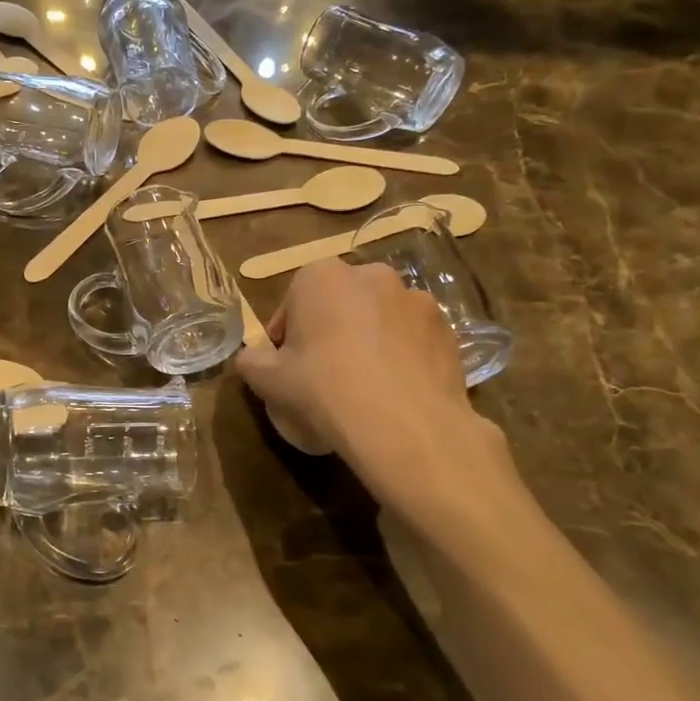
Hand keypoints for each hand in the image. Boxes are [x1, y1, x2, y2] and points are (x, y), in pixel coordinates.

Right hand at [236, 259, 512, 505]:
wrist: (405, 425)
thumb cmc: (324, 389)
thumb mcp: (267, 380)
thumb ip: (251, 361)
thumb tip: (253, 358)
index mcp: (321, 276)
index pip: (291, 305)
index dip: (285, 340)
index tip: (286, 369)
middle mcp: (371, 275)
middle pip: (338, 305)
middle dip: (329, 333)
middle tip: (323, 376)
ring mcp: (416, 299)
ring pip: (378, 320)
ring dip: (368, 342)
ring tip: (364, 387)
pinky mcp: (448, 329)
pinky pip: (412, 340)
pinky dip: (401, 357)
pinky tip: (395, 393)